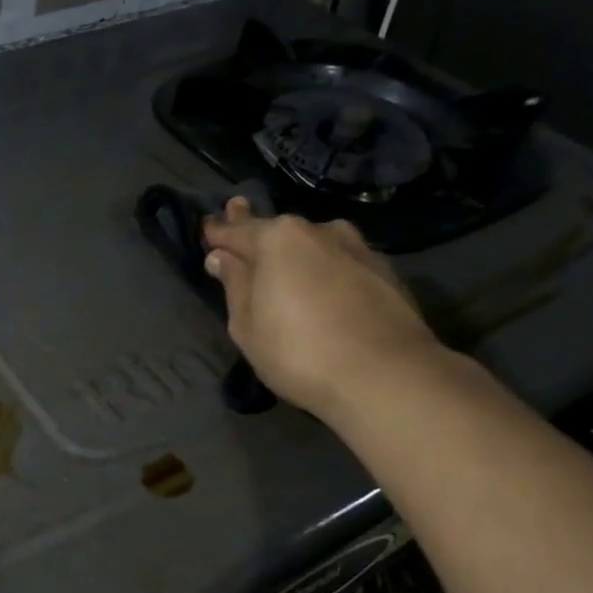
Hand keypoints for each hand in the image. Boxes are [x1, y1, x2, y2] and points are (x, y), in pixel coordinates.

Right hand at [202, 200, 441, 419]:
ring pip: (315, 243)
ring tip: (283, 258)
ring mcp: (358, 249)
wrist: (385, 375)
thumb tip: (222, 257)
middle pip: (278, 231)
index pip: (237, 231)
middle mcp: (319, 232)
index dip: (218, 232)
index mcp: (278, 239)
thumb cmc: (297, 351)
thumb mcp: (247, 324)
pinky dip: (325, 267)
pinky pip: (341, 262)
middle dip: (257, 231)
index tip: (206, 226)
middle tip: (238, 216)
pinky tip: (322, 283)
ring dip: (296, 249)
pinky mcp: (385, 272)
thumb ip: (234, 284)